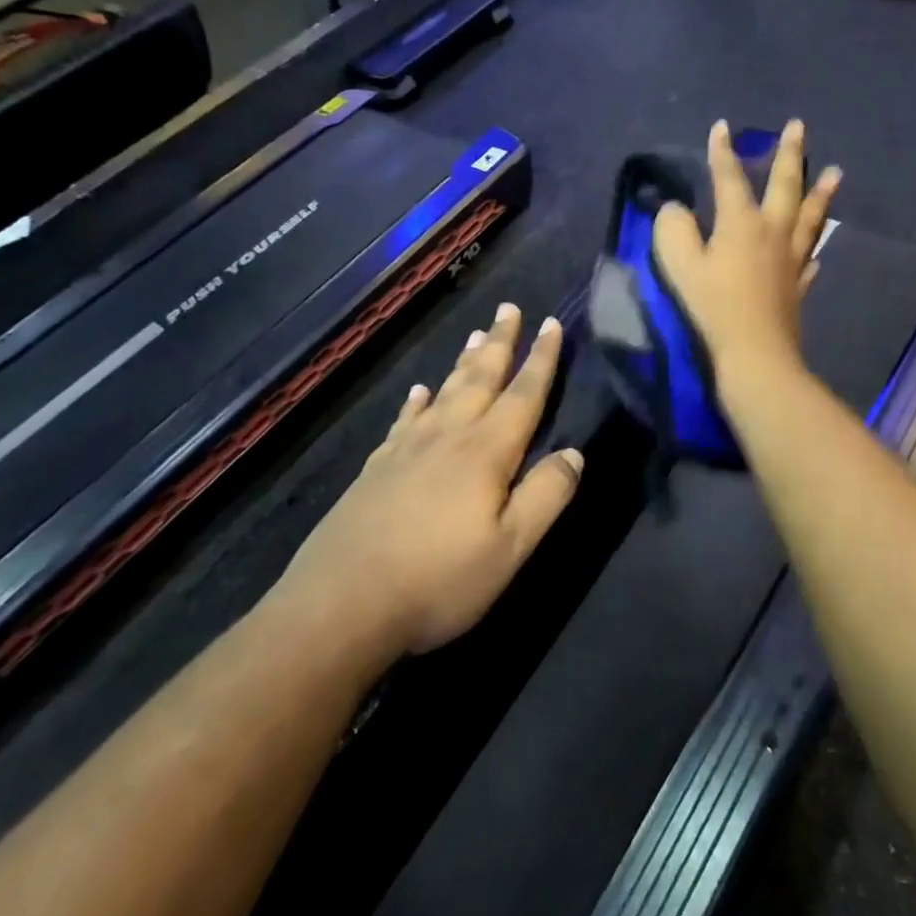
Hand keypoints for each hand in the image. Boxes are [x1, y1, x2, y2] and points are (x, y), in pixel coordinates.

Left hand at [279, 305, 582, 653]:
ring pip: (443, 392)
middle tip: (509, 308)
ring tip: (476, 334)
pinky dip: (415, 401)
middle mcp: (447, 438)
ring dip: (463, 362)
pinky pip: (404, 421)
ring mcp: (406, 451)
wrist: (340, 607)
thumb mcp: (510, 548)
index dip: (540, 359)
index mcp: (485, 453)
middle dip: (500, 343)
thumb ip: (546, 496)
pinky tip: (417, 392)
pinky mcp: (376, 470)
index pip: (523, 395)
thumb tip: (575, 453)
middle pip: (479, 379)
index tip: (551, 323)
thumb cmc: (438, 580)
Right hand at [653, 119, 841, 377]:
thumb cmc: (713, 307)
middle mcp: (773, 233)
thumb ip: (673, 229)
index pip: (730, 178)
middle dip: (790, 154)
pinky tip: (816, 253)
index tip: (723, 126)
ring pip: (810, 218)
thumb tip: (676, 210)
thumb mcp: (679, 265)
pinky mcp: (798, 287)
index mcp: (741, 223)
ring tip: (835, 172)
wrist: (755, 355)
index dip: (723, 152)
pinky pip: (809, 260)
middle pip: (785, 186)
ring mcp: (791, 260)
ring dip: (820, 193)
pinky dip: (813, 249)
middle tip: (798, 127)